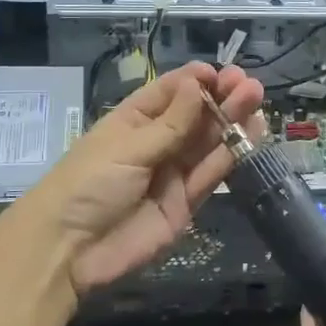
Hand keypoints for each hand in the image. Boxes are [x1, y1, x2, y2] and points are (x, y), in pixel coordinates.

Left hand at [34, 61, 263, 294]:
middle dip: (221, 99)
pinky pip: (211, 174)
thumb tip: (197, 85)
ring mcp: (172, 173)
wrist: (68, 252)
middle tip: (249, 85)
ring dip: (232, 121)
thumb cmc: (87, 185)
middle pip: (194, 116)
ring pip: (208, 142)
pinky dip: (232, 154)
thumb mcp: (127, 148)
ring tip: (257, 100)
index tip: (220, 73)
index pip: (169, 93)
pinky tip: (252, 133)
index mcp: (133, 121)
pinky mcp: (185, 203)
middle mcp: (156, 143)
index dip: (195, 81)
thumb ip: (170, 124)